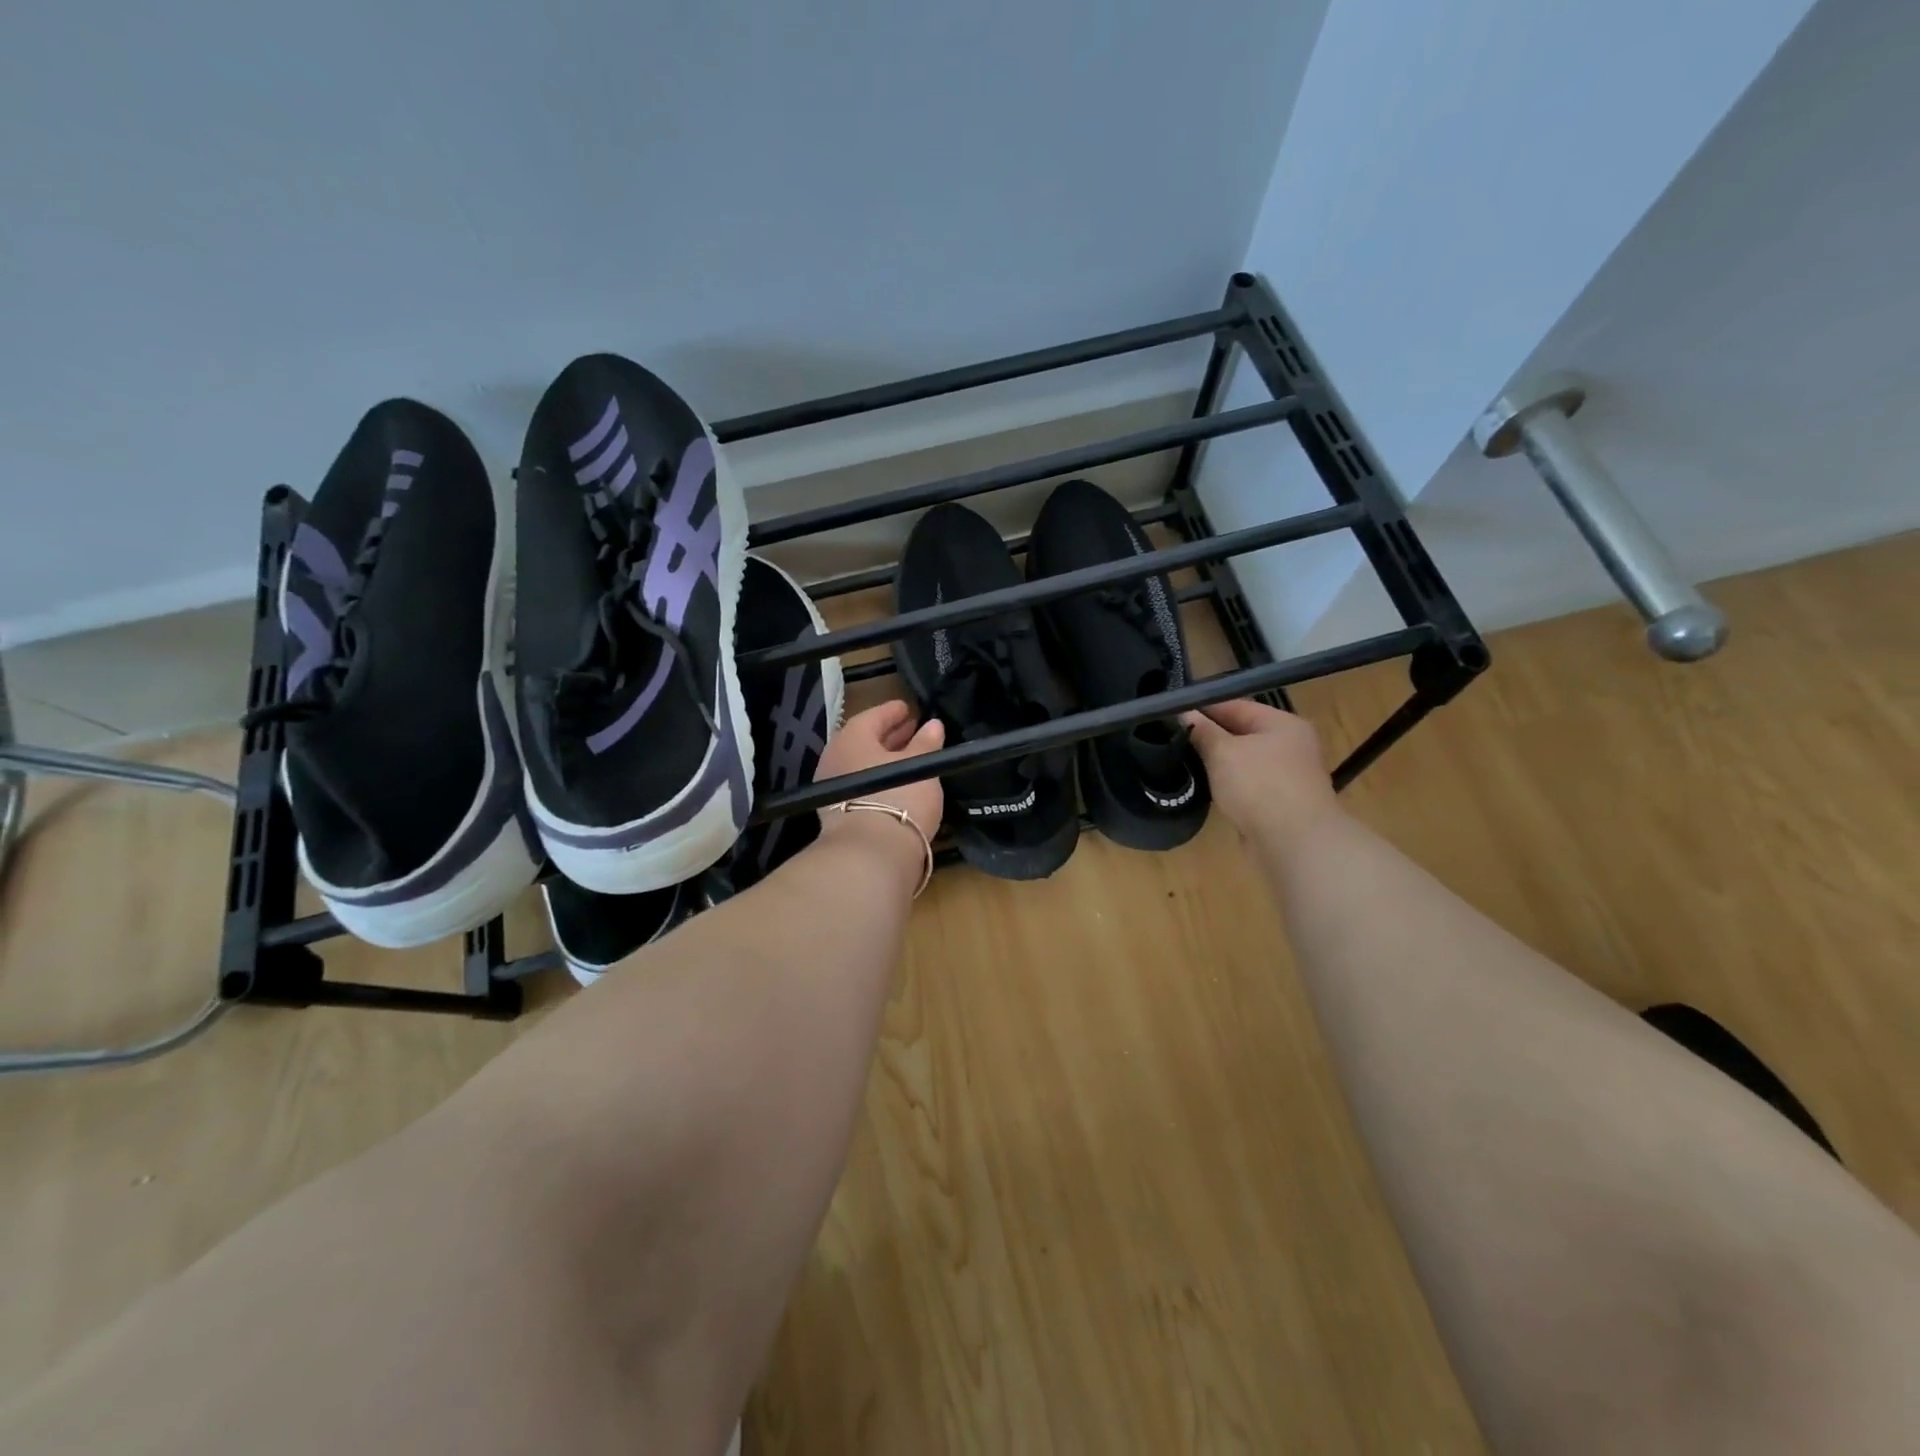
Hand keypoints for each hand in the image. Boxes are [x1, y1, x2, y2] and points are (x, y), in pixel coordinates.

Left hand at [814, 700, 944, 842]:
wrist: (871, 853)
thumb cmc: (898, 797)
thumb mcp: (919, 767)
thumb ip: (926, 743)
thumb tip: (933, 724)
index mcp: (851, 738)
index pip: (872, 716)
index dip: (892, 711)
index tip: (908, 709)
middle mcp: (835, 758)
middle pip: (864, 741)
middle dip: (889, 736)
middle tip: (912, 731)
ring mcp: (832, 788)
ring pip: (862, 765)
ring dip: (884, 759)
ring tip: (909, 758)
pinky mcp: (837, 813)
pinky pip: (860, 785)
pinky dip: (878, 780)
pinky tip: (897, 784)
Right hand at [1181, 699, 1338, 847]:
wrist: (1295, 842)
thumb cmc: (1260, 786)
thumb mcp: (1223, 752)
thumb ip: (1202, 731)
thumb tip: (1185, 714)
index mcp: (1282, 723)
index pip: (1235, 705)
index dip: (1203, 708)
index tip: (1171, 714)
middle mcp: (1290, 744)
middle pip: (1241, 732)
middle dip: (1209, 736)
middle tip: (1172, 739)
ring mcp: (1287, 775)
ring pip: (1243, 760)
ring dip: (1217, 762)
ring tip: (1183, 762)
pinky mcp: (1279, 801)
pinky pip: (1247, 784)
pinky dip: (1228, 784)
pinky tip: (1206, 787)